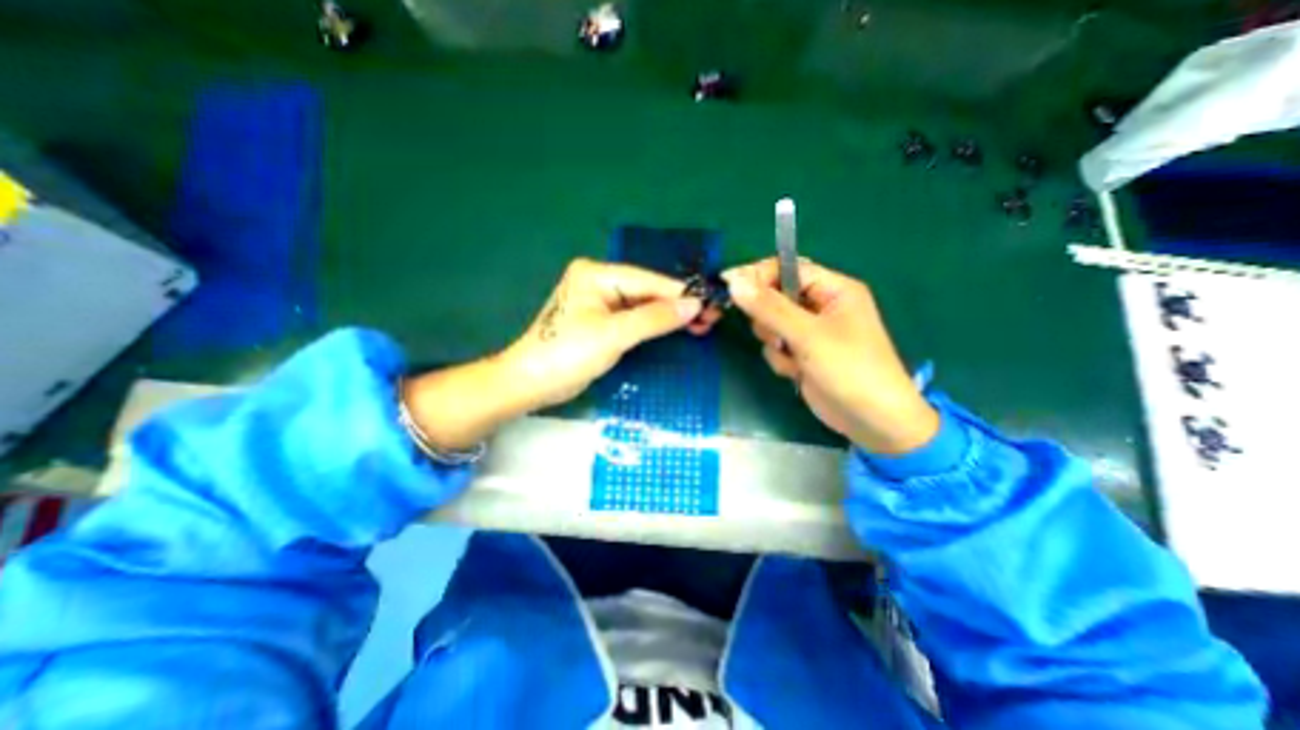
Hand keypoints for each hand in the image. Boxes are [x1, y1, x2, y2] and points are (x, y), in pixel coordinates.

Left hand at [404, 256, 714, 449]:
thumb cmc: (567, 354)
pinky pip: (635, 319)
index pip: (647, 280)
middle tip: (710, 318)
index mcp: (596, 274)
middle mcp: (599, 282)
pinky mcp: (602, 322)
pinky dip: (655, 326)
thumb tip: (693, 305)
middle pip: (647, 292)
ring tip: (701, 325)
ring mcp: (601, 302)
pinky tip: (676, 329)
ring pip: (644, 306)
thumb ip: (655, 318)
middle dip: (677, 306)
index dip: (679, 293)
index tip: (710, 303)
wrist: (532, 383)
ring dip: (669, 317)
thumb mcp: (613, 335)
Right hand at [728, 253, 940, 448]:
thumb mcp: (808, 335)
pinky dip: (781, 360)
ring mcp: (811, 332)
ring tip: (793, 358)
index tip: (730, 285)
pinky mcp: (803, 354)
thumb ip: (769, 308)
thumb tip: (733, 282)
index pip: (787, 268)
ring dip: (775, 343)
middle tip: (776, 335)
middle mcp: (821, 306)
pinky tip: (797, 373)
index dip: (758, 275)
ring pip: (772, 324)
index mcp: (833, 289)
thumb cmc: (849, 369)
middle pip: (775, 296)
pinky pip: (777, 346)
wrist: (872, 421)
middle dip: (769, 318)